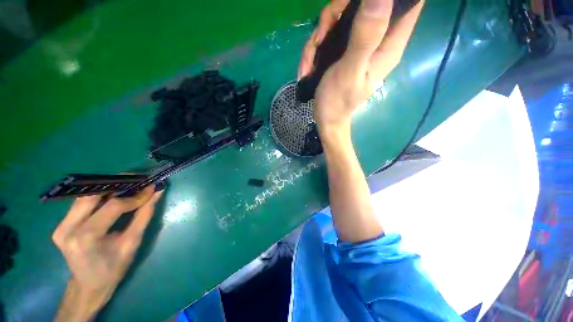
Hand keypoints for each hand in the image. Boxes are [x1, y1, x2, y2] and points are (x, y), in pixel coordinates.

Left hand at [52, 186, 162, 320]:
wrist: (88, 286)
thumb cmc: (114, 268)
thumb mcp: (132, 243)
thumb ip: (144, 215)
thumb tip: (157, 193)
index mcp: (86, 237)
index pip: (113, 206)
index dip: (135, 196)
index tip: (152, 188)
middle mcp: (68, 228)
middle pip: (93, 195)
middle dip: (118, 183)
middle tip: (138, 179)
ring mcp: (61, 226)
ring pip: (85, 196)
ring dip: (108, 188)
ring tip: (128, 186)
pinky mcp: (61, 225)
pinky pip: (81, 203)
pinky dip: (99, 196)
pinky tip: (113, 196)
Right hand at [300, 0, 423, 134]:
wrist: (326, 118)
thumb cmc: (338, 101)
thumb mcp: (350, 70)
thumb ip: (366, 36)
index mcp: (388, 45)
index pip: (407, 4)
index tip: (359, 5)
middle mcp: (377, 39)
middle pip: (365, 3)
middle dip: (338, 12)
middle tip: (321, 35)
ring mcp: (358, 43)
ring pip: (342, 16)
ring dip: (320, 35)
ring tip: (310, 62)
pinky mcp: (343, 49)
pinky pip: (330, 33)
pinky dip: (315, 48)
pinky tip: (308, 67)